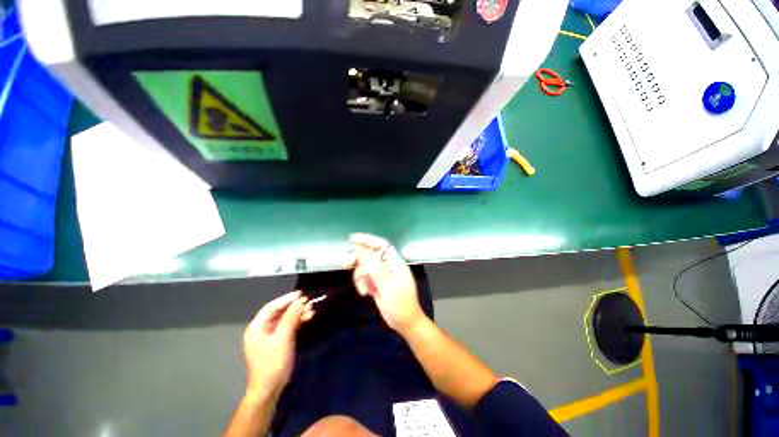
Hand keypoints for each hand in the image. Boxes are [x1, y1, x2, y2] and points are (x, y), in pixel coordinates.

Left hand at [243, 291, 312, 398]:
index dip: (286, 299)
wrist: (271, 388)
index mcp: (257, 327)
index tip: (301, 294)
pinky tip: (308, 317)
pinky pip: (289, 326)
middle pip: (280, 312)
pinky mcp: (279, 340)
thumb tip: (300, 300)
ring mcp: (271, 335)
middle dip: (294, 307)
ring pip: (286, 318)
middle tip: (309, 302)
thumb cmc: (273, 362)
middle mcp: (263, 329)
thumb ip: (291, 318)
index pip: (272, 307)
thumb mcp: (283, 338)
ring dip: (298, 313)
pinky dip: (298, 321)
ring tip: (312, 309)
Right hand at [348, 233, 426, 333]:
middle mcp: (387, 266)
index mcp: (394, 262)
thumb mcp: (388, 286)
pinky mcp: (376, 284)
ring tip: (364, 290)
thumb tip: (363, 252)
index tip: (353, 239)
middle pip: (369, 255)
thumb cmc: (400, 303)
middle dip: (358, 259)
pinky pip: (364, 278)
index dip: (368, 240)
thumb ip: (375, 269)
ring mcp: (381, 275)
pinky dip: (361, 284)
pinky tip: (365, 293)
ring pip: (364, 267)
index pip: (381, 245)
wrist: (404, 322)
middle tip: (346, 263)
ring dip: (360, 277)